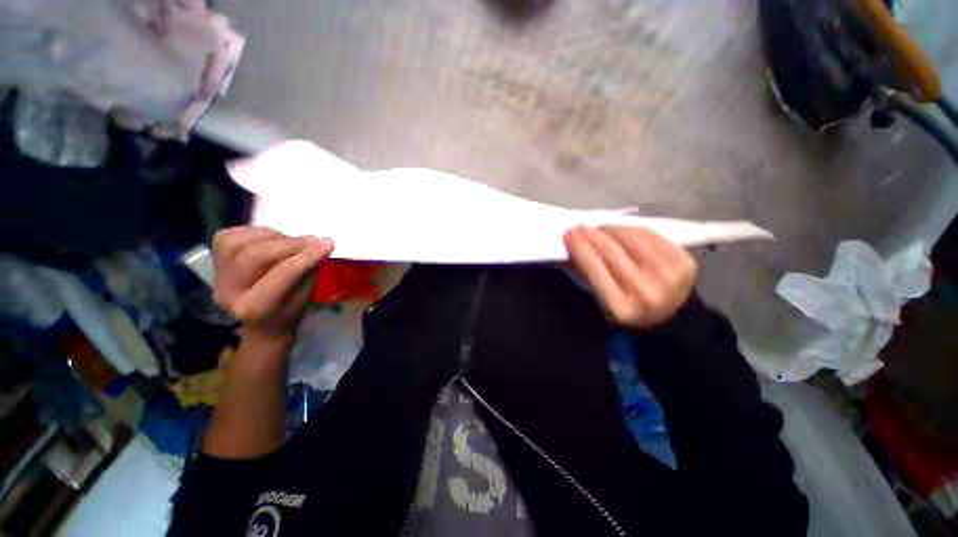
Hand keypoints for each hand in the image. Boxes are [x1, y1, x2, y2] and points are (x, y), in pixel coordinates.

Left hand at [212, 227, 333, 341]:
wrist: (260, 321)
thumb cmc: (289, 309)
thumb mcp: (305, 295)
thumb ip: (310, 269)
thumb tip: (319, 242)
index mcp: (256, 307)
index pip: (283, 273)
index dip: (308, 255)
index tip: (329, 243)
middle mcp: (228, 291)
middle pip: (257, 255)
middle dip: (290, 243)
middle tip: (312, 241)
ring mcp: (217, 274)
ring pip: (242, 242)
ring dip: (273, 237)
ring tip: (290, 243)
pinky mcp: (213, 259)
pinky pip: (232, 235)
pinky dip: (256, 233)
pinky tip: (270, 240)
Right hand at [563, 226, 697, 327]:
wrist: (671, 316)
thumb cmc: (626, 306)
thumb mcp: (602, 298)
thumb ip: (587, 273)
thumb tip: (572, 244)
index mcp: (620, 306)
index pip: (594, 267)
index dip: (578, 247)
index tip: (567, 234)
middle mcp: (645, 292)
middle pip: (611, 251)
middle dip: (590, 235)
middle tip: (578, 226)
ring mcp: (669, 277)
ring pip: (630, 239)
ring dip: (609, 229)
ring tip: (598, 228)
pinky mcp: (684, 262)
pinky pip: (649, 235)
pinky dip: (630, 229)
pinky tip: (619, 230)